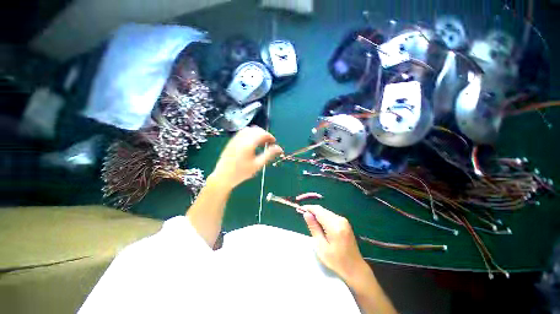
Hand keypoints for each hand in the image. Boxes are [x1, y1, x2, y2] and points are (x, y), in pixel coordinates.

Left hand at [210, 126, 282, 189]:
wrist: (223, 176)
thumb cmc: (242, 172)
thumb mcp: (258, 164)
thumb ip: (269, 154)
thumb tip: (280, 148)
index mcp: (249, 143)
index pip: (262, 133)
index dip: (270, 136)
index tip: (274, 142)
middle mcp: (241, 138)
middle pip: (256, 129)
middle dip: (264, 134)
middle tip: (268, 142)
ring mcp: (235, 139)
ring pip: (249, 129)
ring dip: (257, 133)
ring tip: (261, 143)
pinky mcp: (231, 141)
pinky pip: (242, 133)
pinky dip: (250, 134)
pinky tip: (251, 143)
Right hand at [302, 205, 368, 286]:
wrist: (355, 268)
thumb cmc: (336, 261)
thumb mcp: (321, 246)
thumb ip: (314, 228)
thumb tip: (306, 213)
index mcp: (334, 226)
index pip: (319, 210)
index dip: (308, 208)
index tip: (300, 209)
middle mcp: (340, 219)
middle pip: (322, 210)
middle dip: (312, 211)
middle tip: (304, 217)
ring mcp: (344, 220)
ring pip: (326, 212)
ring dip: (318, 215)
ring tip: (311, 223)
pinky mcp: (345, 223)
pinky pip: (330, 216)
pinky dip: (323, 218)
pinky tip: (320, 225)